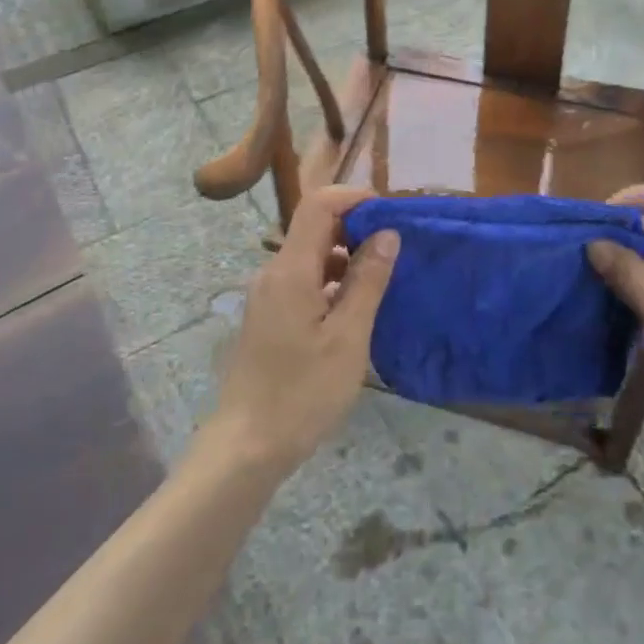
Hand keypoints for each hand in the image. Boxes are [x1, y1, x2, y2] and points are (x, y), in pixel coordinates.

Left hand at [202, 187, 398, 477]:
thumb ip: (368, 280)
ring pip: (310, 256)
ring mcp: (267, 295)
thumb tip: (387, 233)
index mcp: (290, 270)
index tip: (391, 213)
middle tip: (396, 249)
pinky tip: (355, 309)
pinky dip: (331, 282)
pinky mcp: (268, 315)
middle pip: (314, 228)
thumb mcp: (348, 338)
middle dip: (356, 228)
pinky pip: (303, 281)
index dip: (355, 198)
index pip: (319, 205)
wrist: (247, 446)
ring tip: (383, 280)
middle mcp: (273, 272)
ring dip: (345, 258)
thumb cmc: (303, 393)